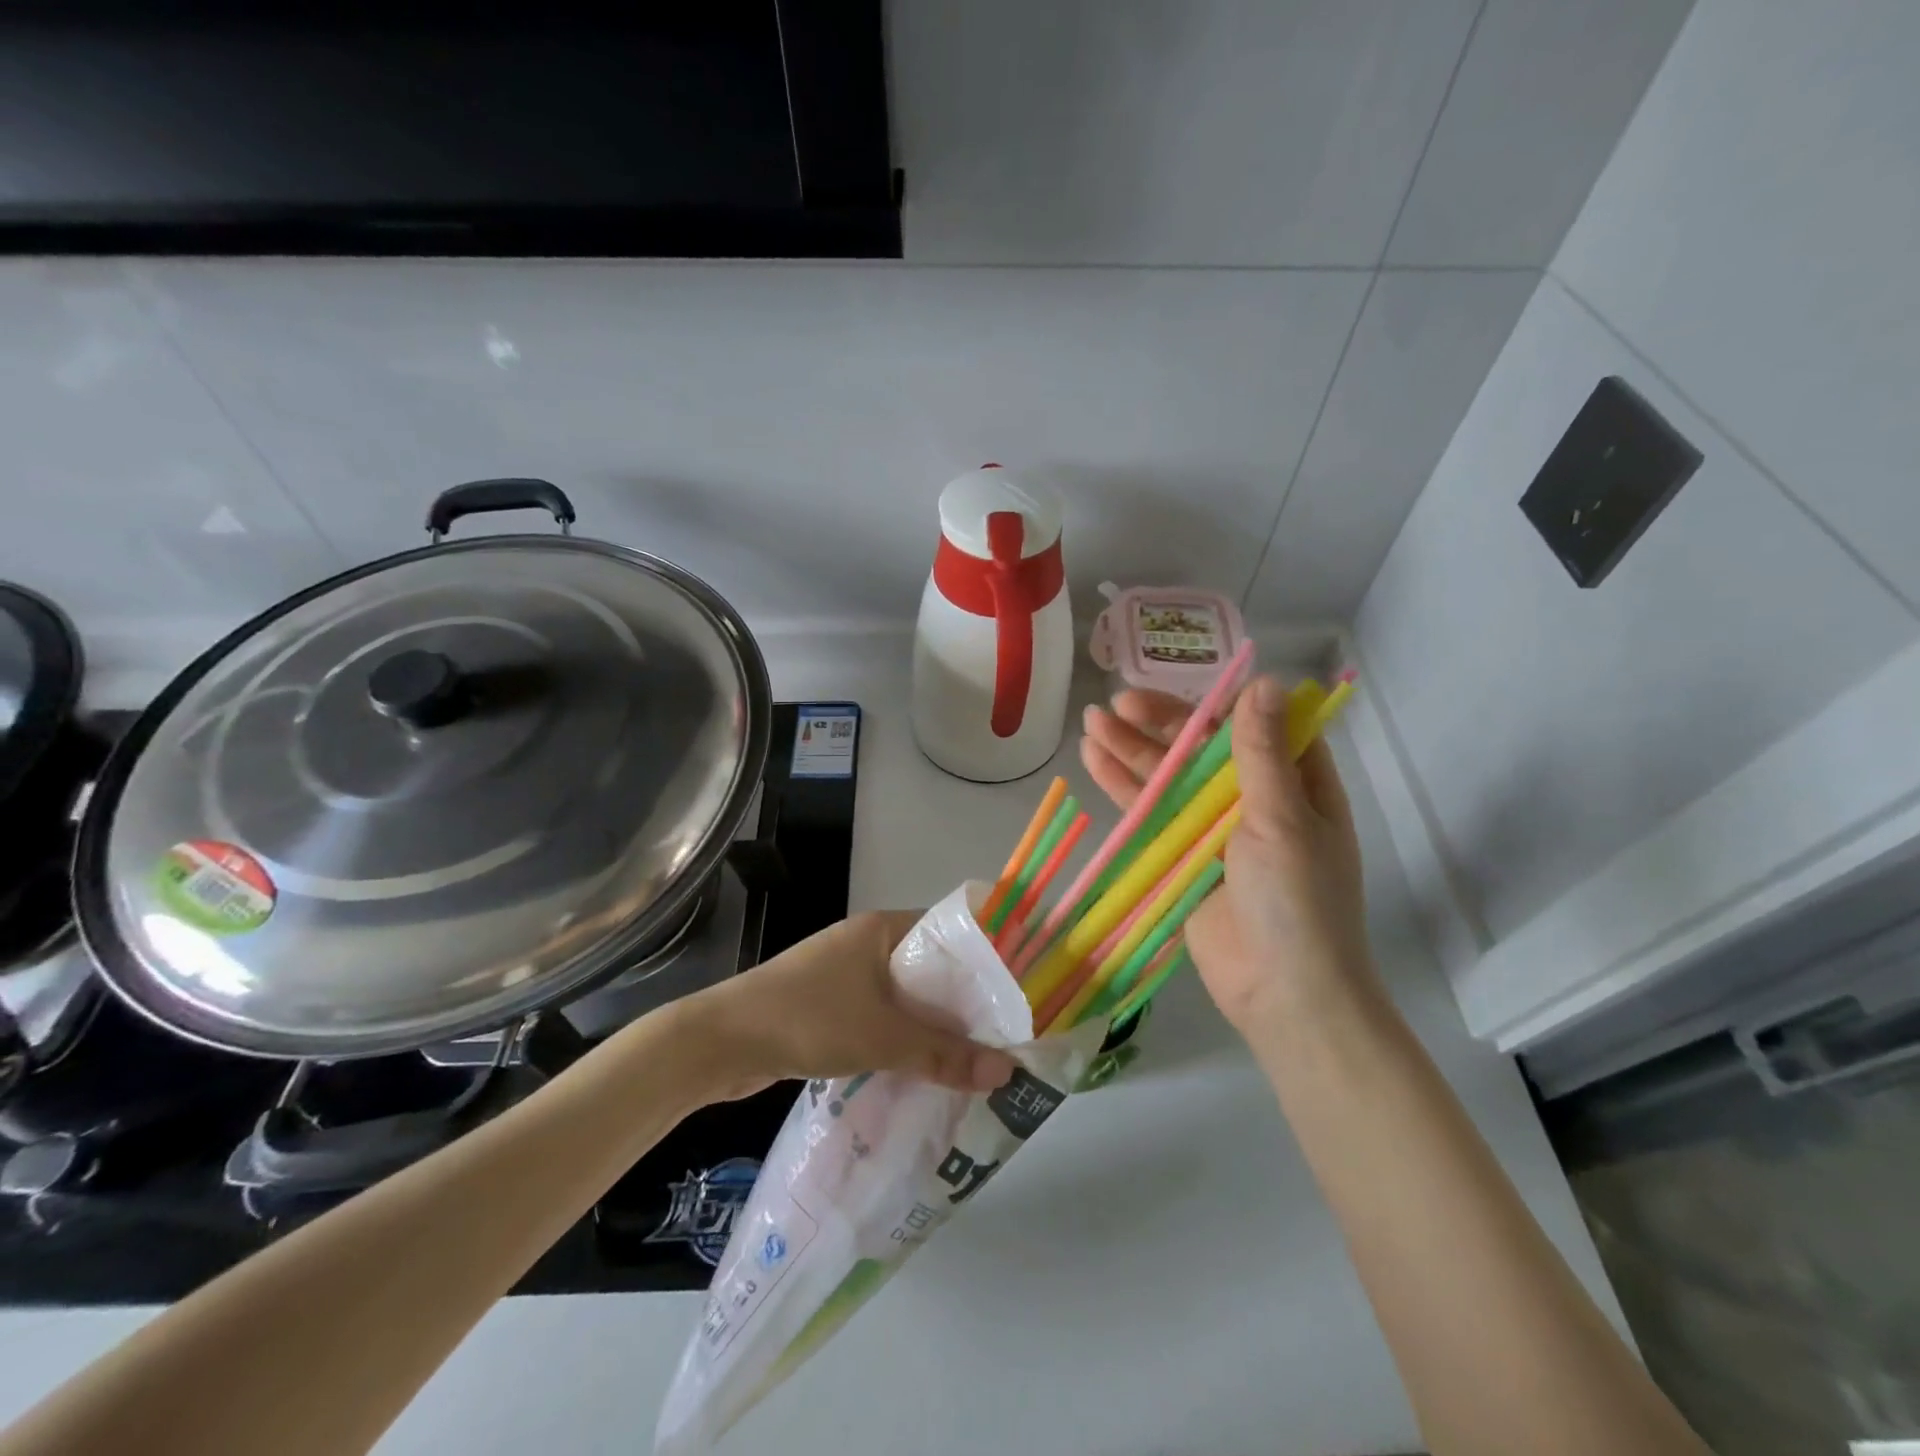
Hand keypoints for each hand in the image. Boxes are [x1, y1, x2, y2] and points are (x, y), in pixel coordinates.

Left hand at [684, 911, 1017, 1098]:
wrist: (721, 1042)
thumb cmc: (808, 1018)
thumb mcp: (883, 1037)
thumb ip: (945, 1055)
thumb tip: (1008, 1072)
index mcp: (884, 928)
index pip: (950, 932)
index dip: (986, 958)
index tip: (1019, 991)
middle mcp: (868, 943)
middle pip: (931, 968)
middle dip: (964, 1001)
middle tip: (1007, 1033)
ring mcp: (847, 973)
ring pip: (907, 995)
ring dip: (934, 1023)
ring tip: (976, 1055)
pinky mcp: (832, 1004)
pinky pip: (883, 1014)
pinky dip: (904, 1036)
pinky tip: (927, 1066)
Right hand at [1081, 678, 1373, 1036]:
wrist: (1282, 994)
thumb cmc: (1297, 901)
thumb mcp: (1283, 820)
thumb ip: (1262, 753)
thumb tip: (1263, 682)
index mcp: (1296, 787)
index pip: (1256, 727)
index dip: (1219, 704)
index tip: (1180, 687)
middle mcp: (1254, 801)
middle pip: (1202, 750)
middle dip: (1161, 724)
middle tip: (1118, 703)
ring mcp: (1214, 831)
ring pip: (1169, 779)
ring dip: (1132, 750)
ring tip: (1092, 722)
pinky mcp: (1181, 858)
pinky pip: (1150, 815)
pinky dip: (1123, 788)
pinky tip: (1093, 760)